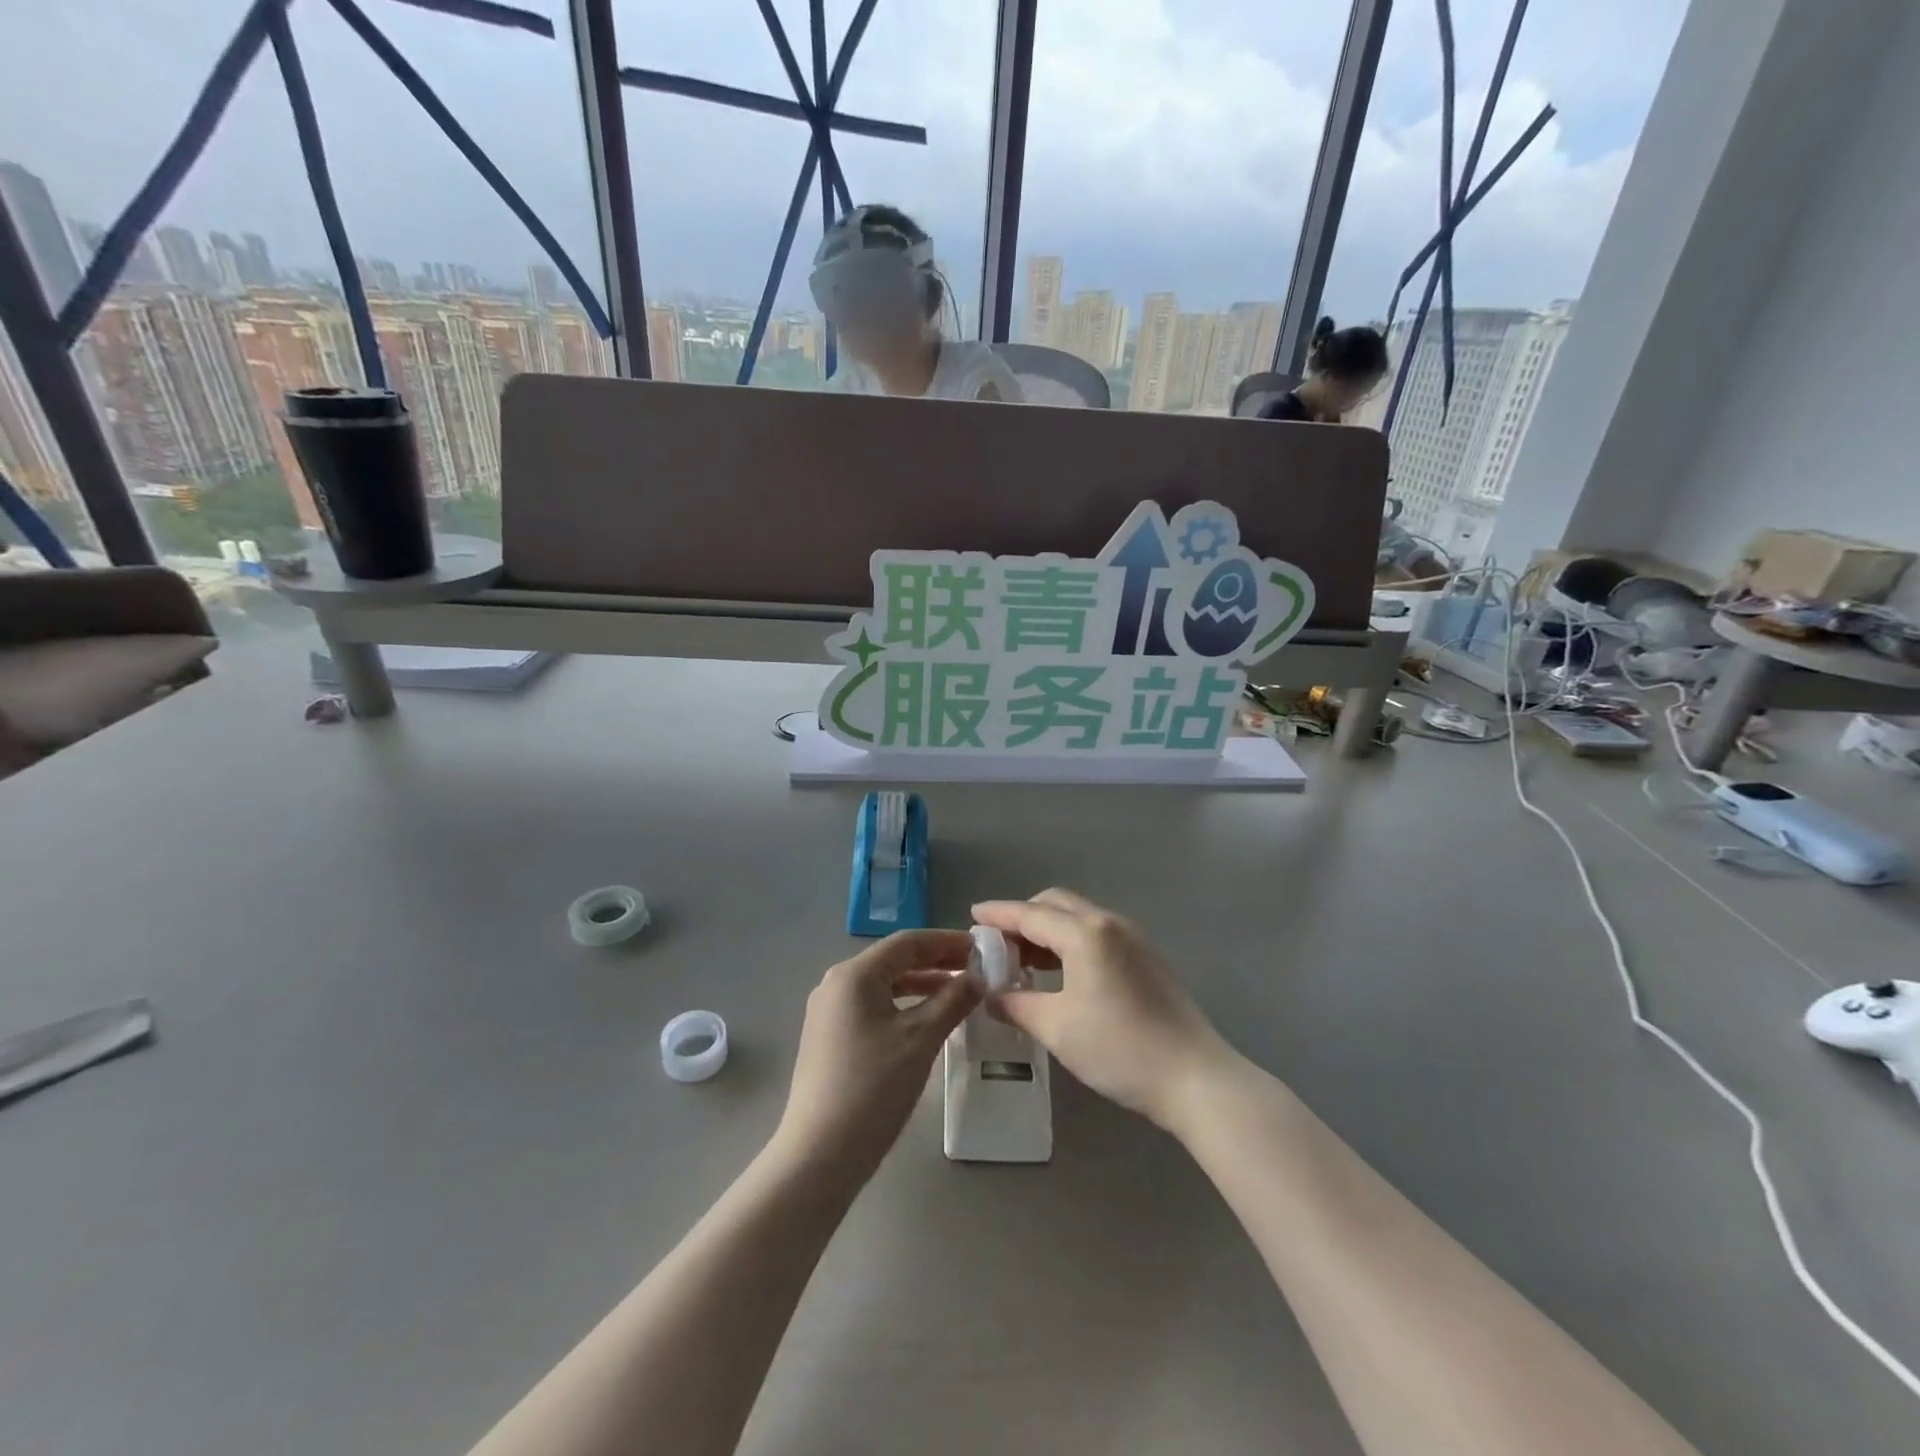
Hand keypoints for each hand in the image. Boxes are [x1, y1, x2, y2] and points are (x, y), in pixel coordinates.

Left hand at [773, 930, 981, 1178]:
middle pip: (893, 961)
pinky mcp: (829, 1038)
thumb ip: (952, 1001)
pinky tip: (928, 1021)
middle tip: (975, 968)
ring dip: (921, 985)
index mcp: (854, 975)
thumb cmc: (873, 1088)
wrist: (819, 1154)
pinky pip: (873, 1007)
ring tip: (959, 992)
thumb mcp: (920, 1040)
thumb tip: (977, 977)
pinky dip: (903, 1006)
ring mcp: (828, 1012)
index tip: (980, 946)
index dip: (946, 941)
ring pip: (883, 986)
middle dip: (935, 962)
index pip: (907, 942)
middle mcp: (836, 984)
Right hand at [971, 889, 1233, 1129]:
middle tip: (997, 942)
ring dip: (1047, 929)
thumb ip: (1016, 1004)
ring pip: (1078, 917)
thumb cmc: (1119, 1049)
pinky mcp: (1145, 957)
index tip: (972, 915)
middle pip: (1056, 904)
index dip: (998, 914)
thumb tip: (990, 996)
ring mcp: (1132, 938)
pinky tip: (1058, 971)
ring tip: (1022, 958)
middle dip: (1023, 916)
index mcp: (1086, 934)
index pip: (1030, 914)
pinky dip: (1069, 941)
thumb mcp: (1056, 1028)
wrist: (1194, 1077)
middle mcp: (1109, 924)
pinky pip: (1096, 933)